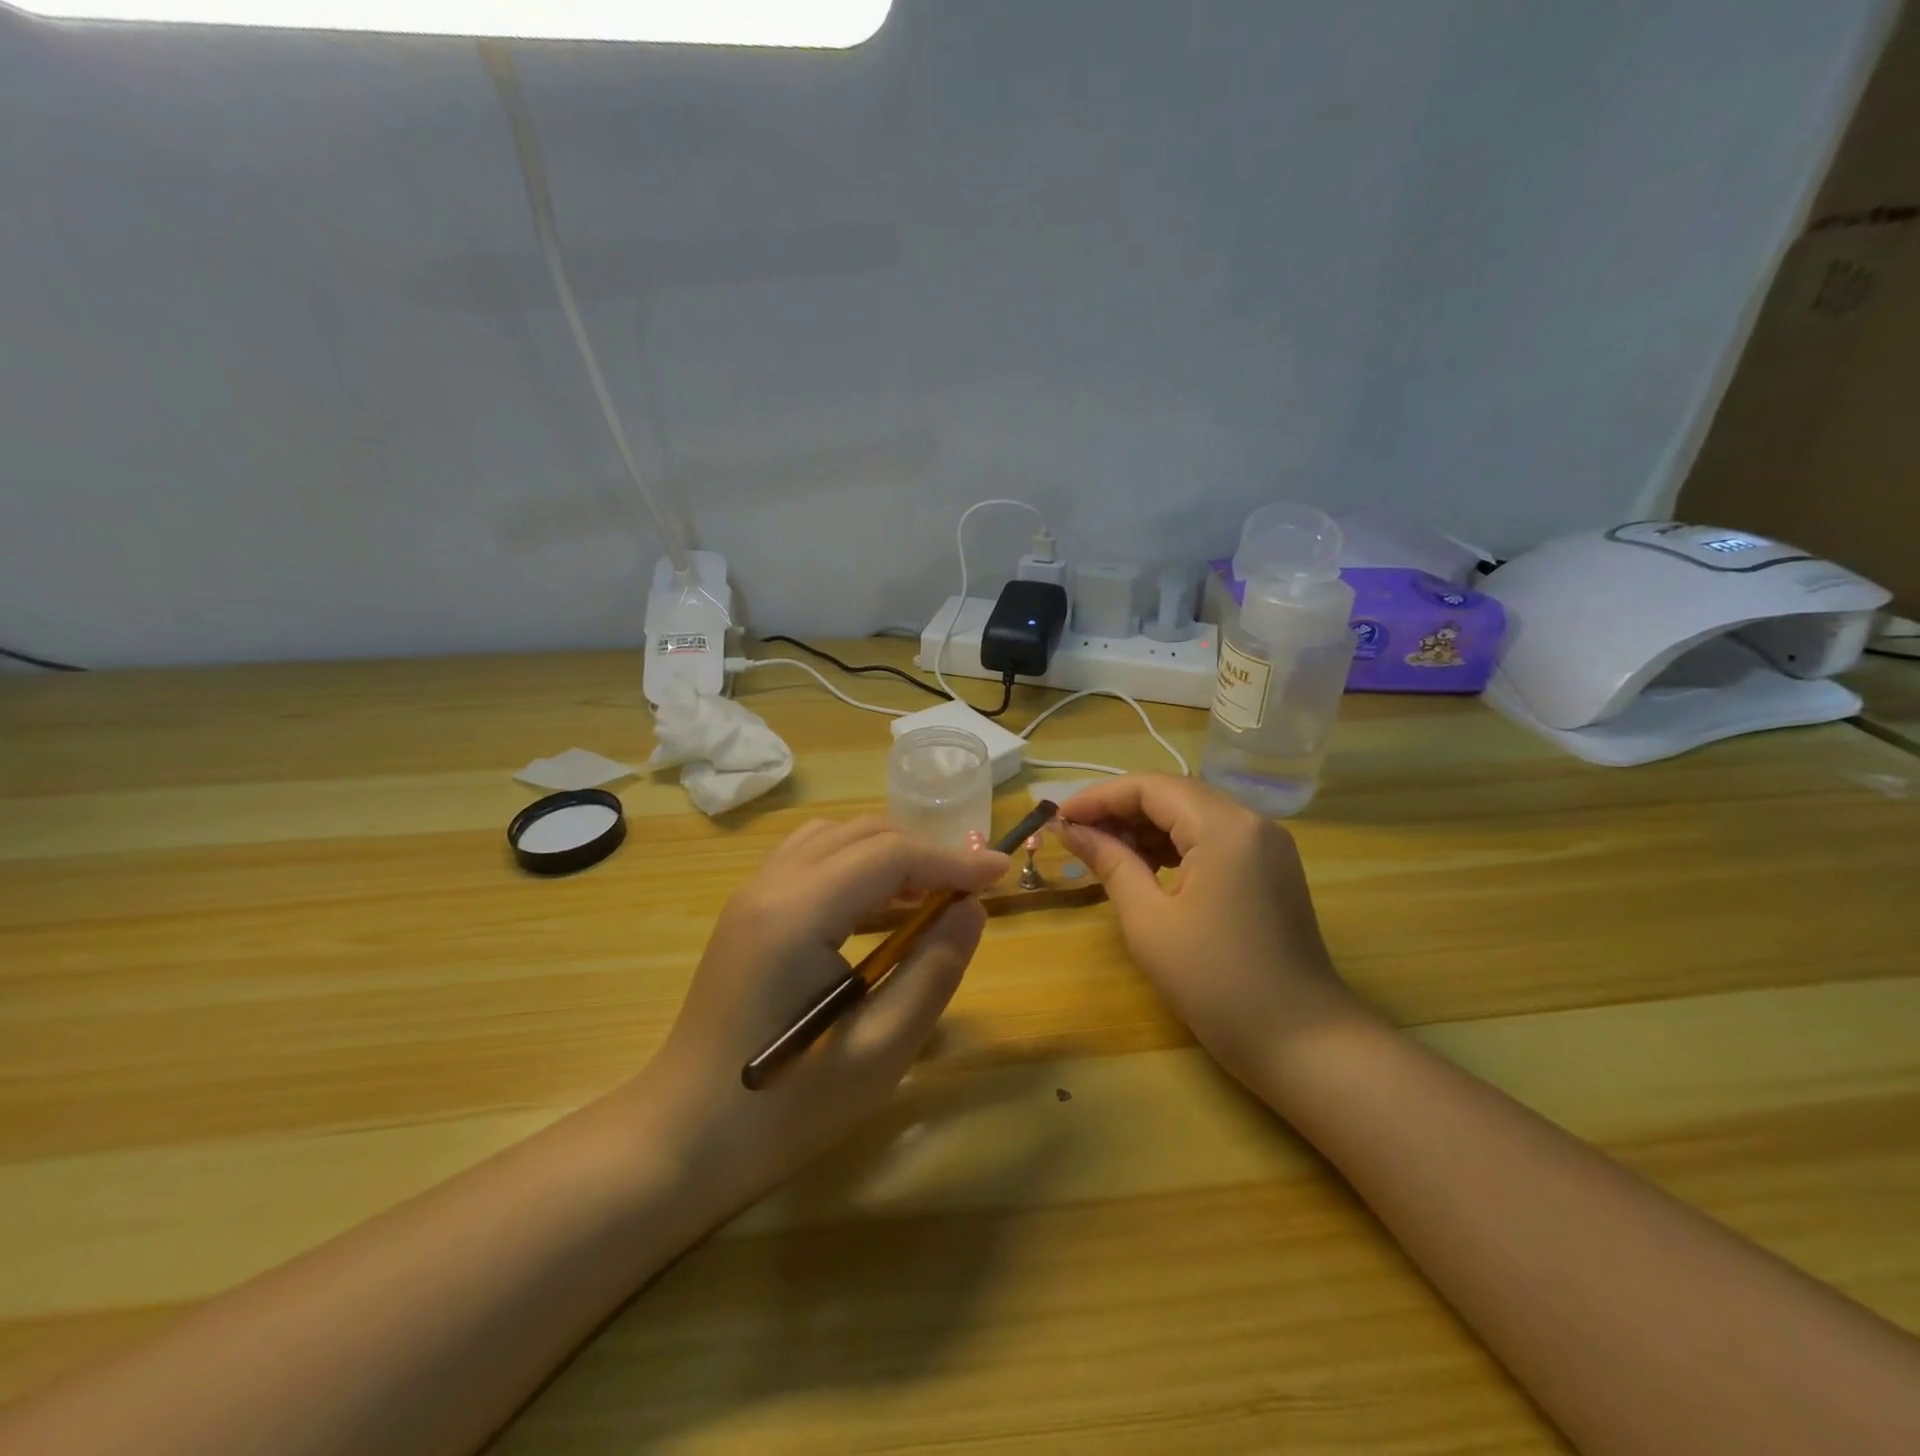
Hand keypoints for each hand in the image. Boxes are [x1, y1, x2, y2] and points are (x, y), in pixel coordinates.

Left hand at [639, 817, 1007, 1205]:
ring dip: (889, 854)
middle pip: (863, 835)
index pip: (890, 856)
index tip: (1001, 873)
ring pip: (835, 838)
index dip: (952, 859)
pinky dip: (855, 865)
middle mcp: (769, 886)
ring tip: (929, 896)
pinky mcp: (747, 912)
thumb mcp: (879, 1051)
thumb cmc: (786, 1109)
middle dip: (924, 853)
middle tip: (970, 892)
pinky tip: (877, 908)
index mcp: (798, 915)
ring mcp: (751, 895)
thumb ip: (933, 971)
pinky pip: (811, 859)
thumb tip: (972, 909)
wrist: (683, 1138)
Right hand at [1058, 774, 1359, 1094]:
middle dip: (1120, 809)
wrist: (1302, 1041)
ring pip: (1193, 813)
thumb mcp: (1149, 921)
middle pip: (1173, 794)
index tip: (1059, 818)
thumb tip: (1072, 831)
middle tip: (1075, 835)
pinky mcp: (1270, 867)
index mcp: (1223, 827)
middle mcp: (1250, 821)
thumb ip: (1110, 863)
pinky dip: (1175, 843)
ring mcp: (1266, 843)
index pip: (1150, 787)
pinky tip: (1145, 865)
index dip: (1099, 797)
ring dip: (1145, 826)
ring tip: (1103, 851)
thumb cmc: (1216, 983)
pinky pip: (1213, 837)